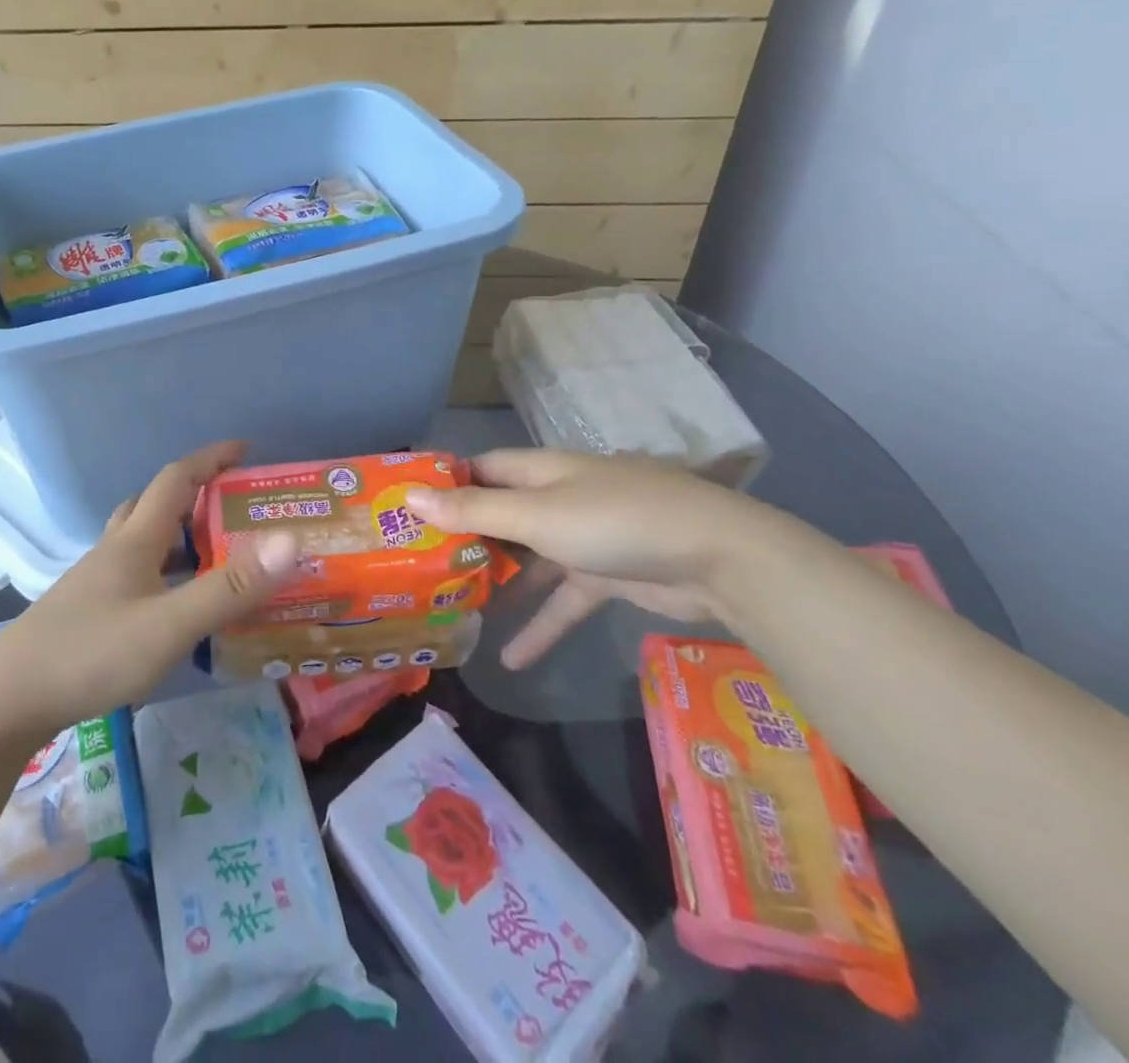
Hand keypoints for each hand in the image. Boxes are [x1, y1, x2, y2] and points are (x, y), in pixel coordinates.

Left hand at [0, 441, 298, 734]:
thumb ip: (229, 588)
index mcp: (135, 539)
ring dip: (179, 535)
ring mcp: (97, 581)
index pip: (177, 479)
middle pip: (156, 504)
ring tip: (215, 555)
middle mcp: (115, 550)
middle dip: (196, 495)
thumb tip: (290, 542)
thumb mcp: (169, 625)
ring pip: (143, 540)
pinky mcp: (89, 610)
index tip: (245, 449)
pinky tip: (176, 605)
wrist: (8, 699)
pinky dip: (164, 573)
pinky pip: (136, 574)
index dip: (211, 458)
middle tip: (234, 507)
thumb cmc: (91, 653)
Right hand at [405, 449, 833, 668]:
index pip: (482, 469)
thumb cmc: (616, 522)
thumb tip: (410, 496)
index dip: (446, 483)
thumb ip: (474, 510)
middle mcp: (560, 496)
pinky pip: (564, 597)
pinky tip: (511, 659)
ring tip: (457, 607)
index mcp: (542, 470)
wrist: (721, 559)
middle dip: (466, 537)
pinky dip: (542, 623)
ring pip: (529, 558)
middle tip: (422, 565)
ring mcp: (586, 536)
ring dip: (499, 582)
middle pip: (502, 513)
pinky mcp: (608, 574)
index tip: (407, 508)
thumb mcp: (537, 516)